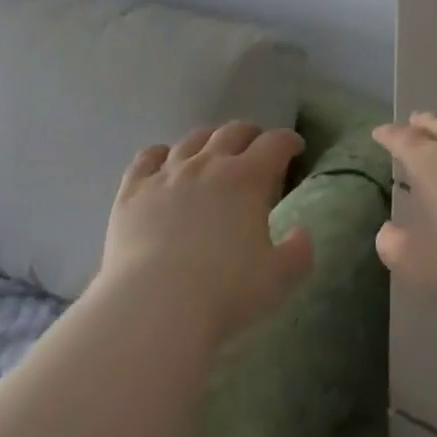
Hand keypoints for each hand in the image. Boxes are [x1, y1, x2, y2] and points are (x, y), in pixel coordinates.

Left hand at [100, 122, 314, 340]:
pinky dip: (160, 154)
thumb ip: (297, 254)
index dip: (288, 141)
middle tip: (257, 146)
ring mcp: (168, 173)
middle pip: (233, 132)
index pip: (275, 144)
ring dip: (209, 139)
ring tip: (213, 150)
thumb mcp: (277, 280)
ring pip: (192, 140)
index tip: (295, 147)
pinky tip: (163, 161)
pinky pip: (147, 158)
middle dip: (250, 134)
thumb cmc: (224, 292)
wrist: (155, 305)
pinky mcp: (133, 190)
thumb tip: (303, 234)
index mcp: (247, 178)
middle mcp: (208, 163)